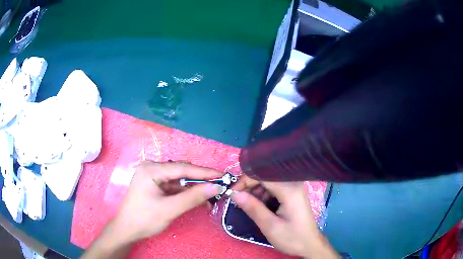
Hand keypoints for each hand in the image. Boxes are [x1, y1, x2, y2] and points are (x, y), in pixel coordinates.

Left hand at [81, 161, 223, 258]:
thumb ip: (192, 197)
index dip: (204, 172)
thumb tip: (215, 187)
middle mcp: (151, 168)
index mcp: (151, 169)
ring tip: (210, 196)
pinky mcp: (154, 185)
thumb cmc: (144, 219)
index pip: (182, 168)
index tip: (222, 176)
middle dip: (200, 180)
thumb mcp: (169, 209)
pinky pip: (173, 186)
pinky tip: (197, 199)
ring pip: (179, 180)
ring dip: (193, 188)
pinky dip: (185, 193)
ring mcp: (152, 176)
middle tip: (218, 187)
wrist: (127, 230)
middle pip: (181, 172)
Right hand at [230, 181, 337, 258]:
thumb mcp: (270, 226)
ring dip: (255, 191)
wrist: (309, 244)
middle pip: (265, 176)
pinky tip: (259, 205)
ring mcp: (294, 187)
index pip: (262, 174)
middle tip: (237, 200)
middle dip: (249, 186)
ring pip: (268, 181)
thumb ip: (253, 208)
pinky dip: (263, 194)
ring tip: (248, 205)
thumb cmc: (292, 238)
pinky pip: (274, 187)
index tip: (232, 193)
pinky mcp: (292, 192)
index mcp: (289, 189)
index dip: (245, 180)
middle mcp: (293, 183)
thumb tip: (234, 193)